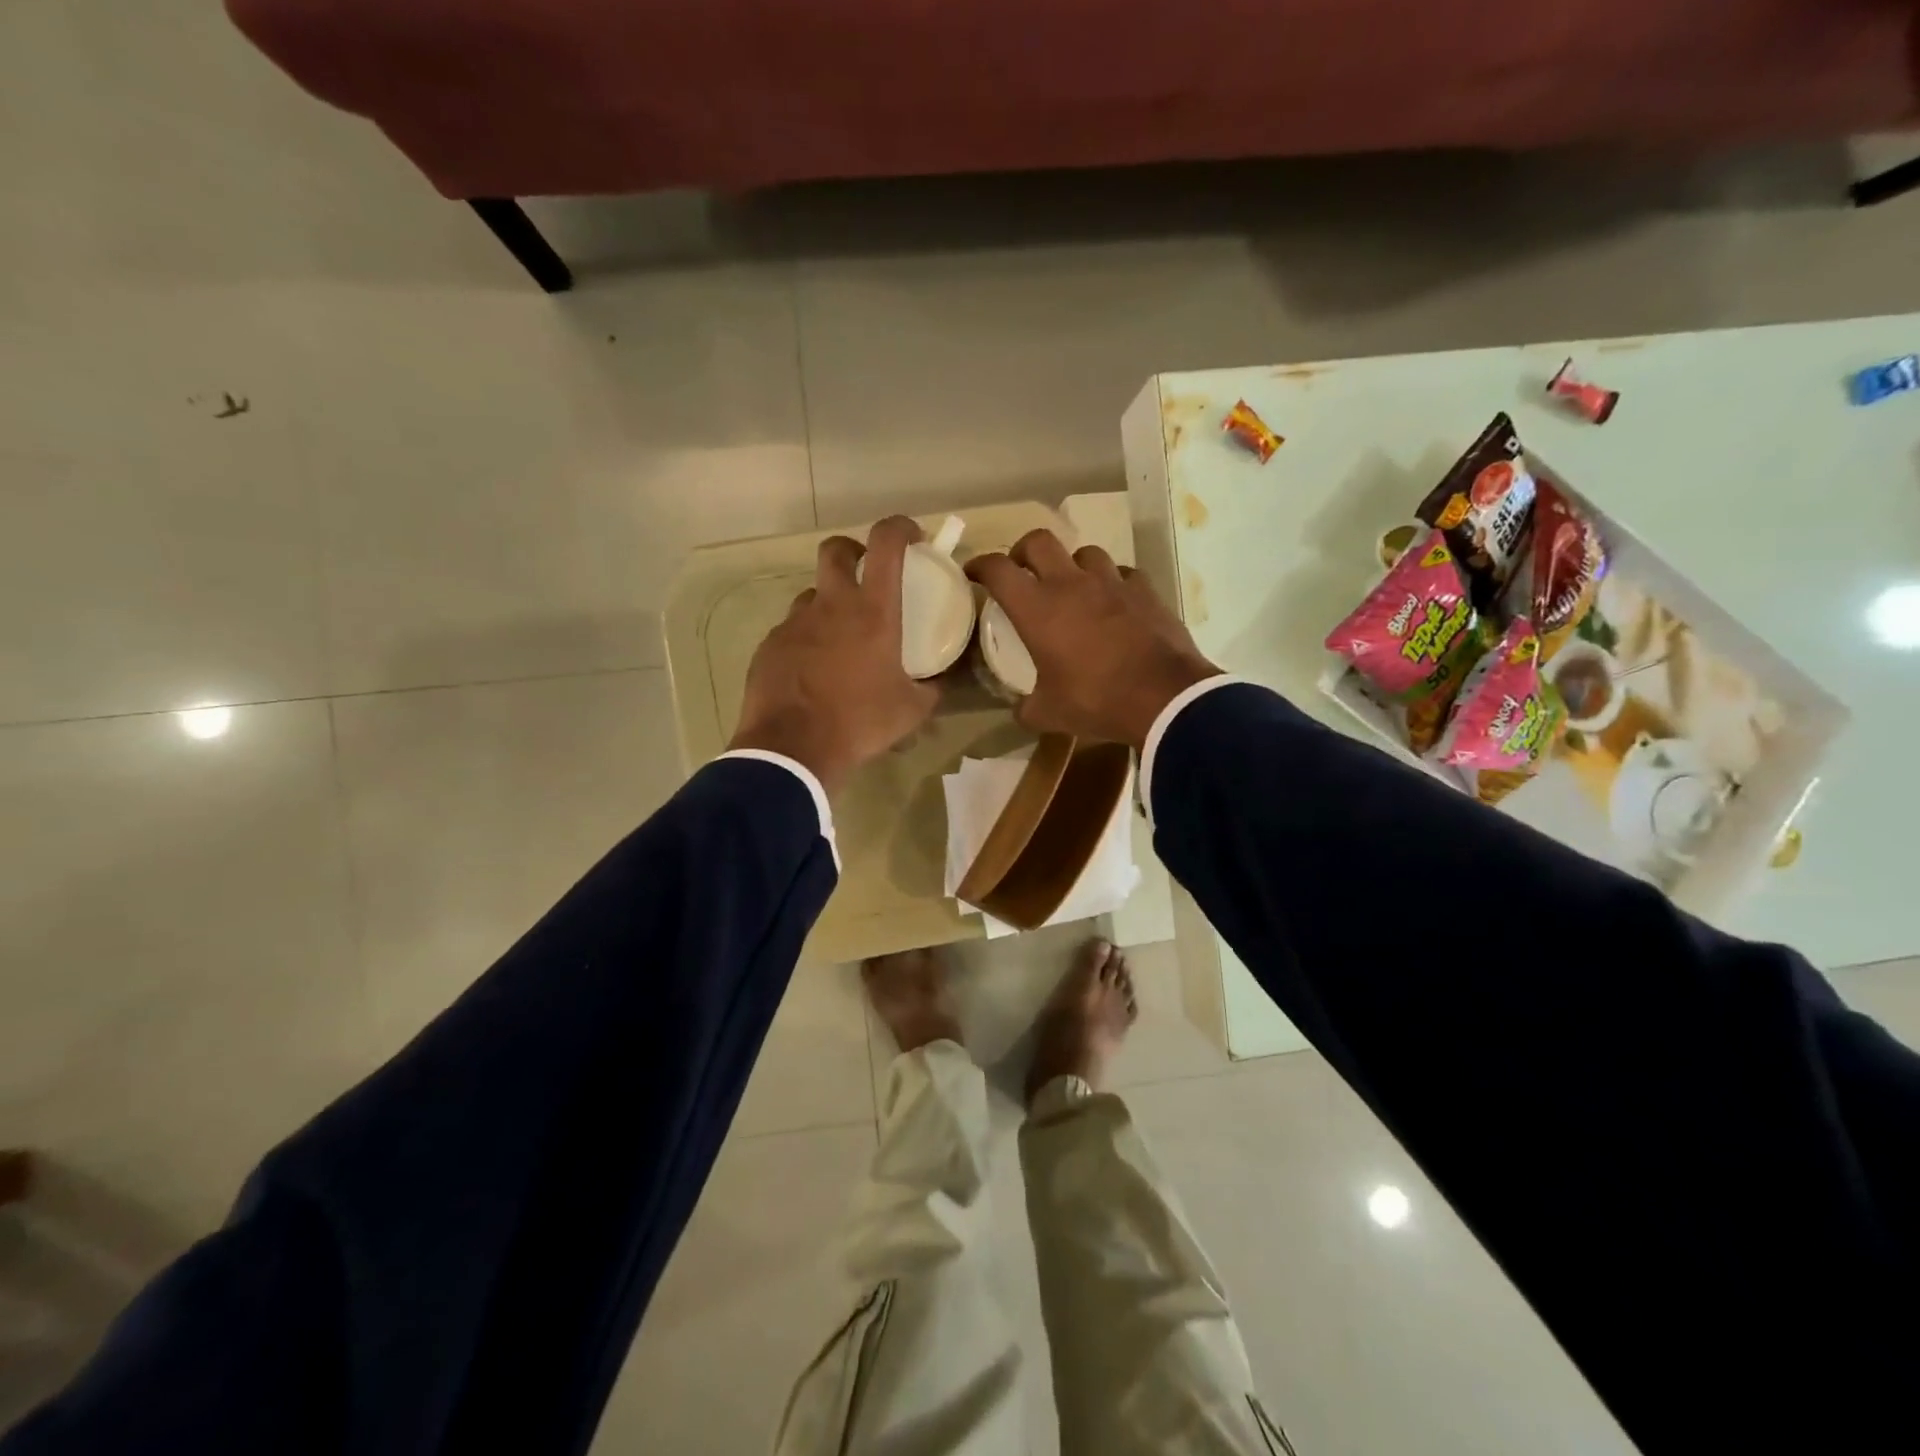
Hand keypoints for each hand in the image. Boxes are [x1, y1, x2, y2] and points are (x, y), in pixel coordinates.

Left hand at [728, 516, 940, 796]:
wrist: (793, 749)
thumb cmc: (860, 723)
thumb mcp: (911, 711)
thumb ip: (929, 690)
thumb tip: (937, 685)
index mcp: (872, 612)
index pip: (886, 544)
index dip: (900, 528)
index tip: (912, 536)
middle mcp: (831, 606)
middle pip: (835, 551)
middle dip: (852, 552)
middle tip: (865, 575)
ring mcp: (795, 623)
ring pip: (812, 596)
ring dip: (828, 605)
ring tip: (839, 640)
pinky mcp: (770, 646)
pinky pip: (792, 631)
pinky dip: (806, 640)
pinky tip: (813, 672)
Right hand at [968, 530, 1220, 747]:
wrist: (1163, 697)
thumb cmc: (1096, 701)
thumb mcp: (1048, 714)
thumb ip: (1027, 707)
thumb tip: (1021, 709)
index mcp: (1037, 608)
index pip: (998, 569)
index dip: (980, 565)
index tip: (974, 573)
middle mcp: (1070, 584)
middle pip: (1039, 541)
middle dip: (1024, 551)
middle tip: (1022, 570)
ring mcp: (1111, 582)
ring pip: (1085, 552)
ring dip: (1072, 565)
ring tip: (1073, 587)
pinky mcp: (1145, 590)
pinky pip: (1122, 574)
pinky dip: (1112, 583)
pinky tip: (1114, 602)